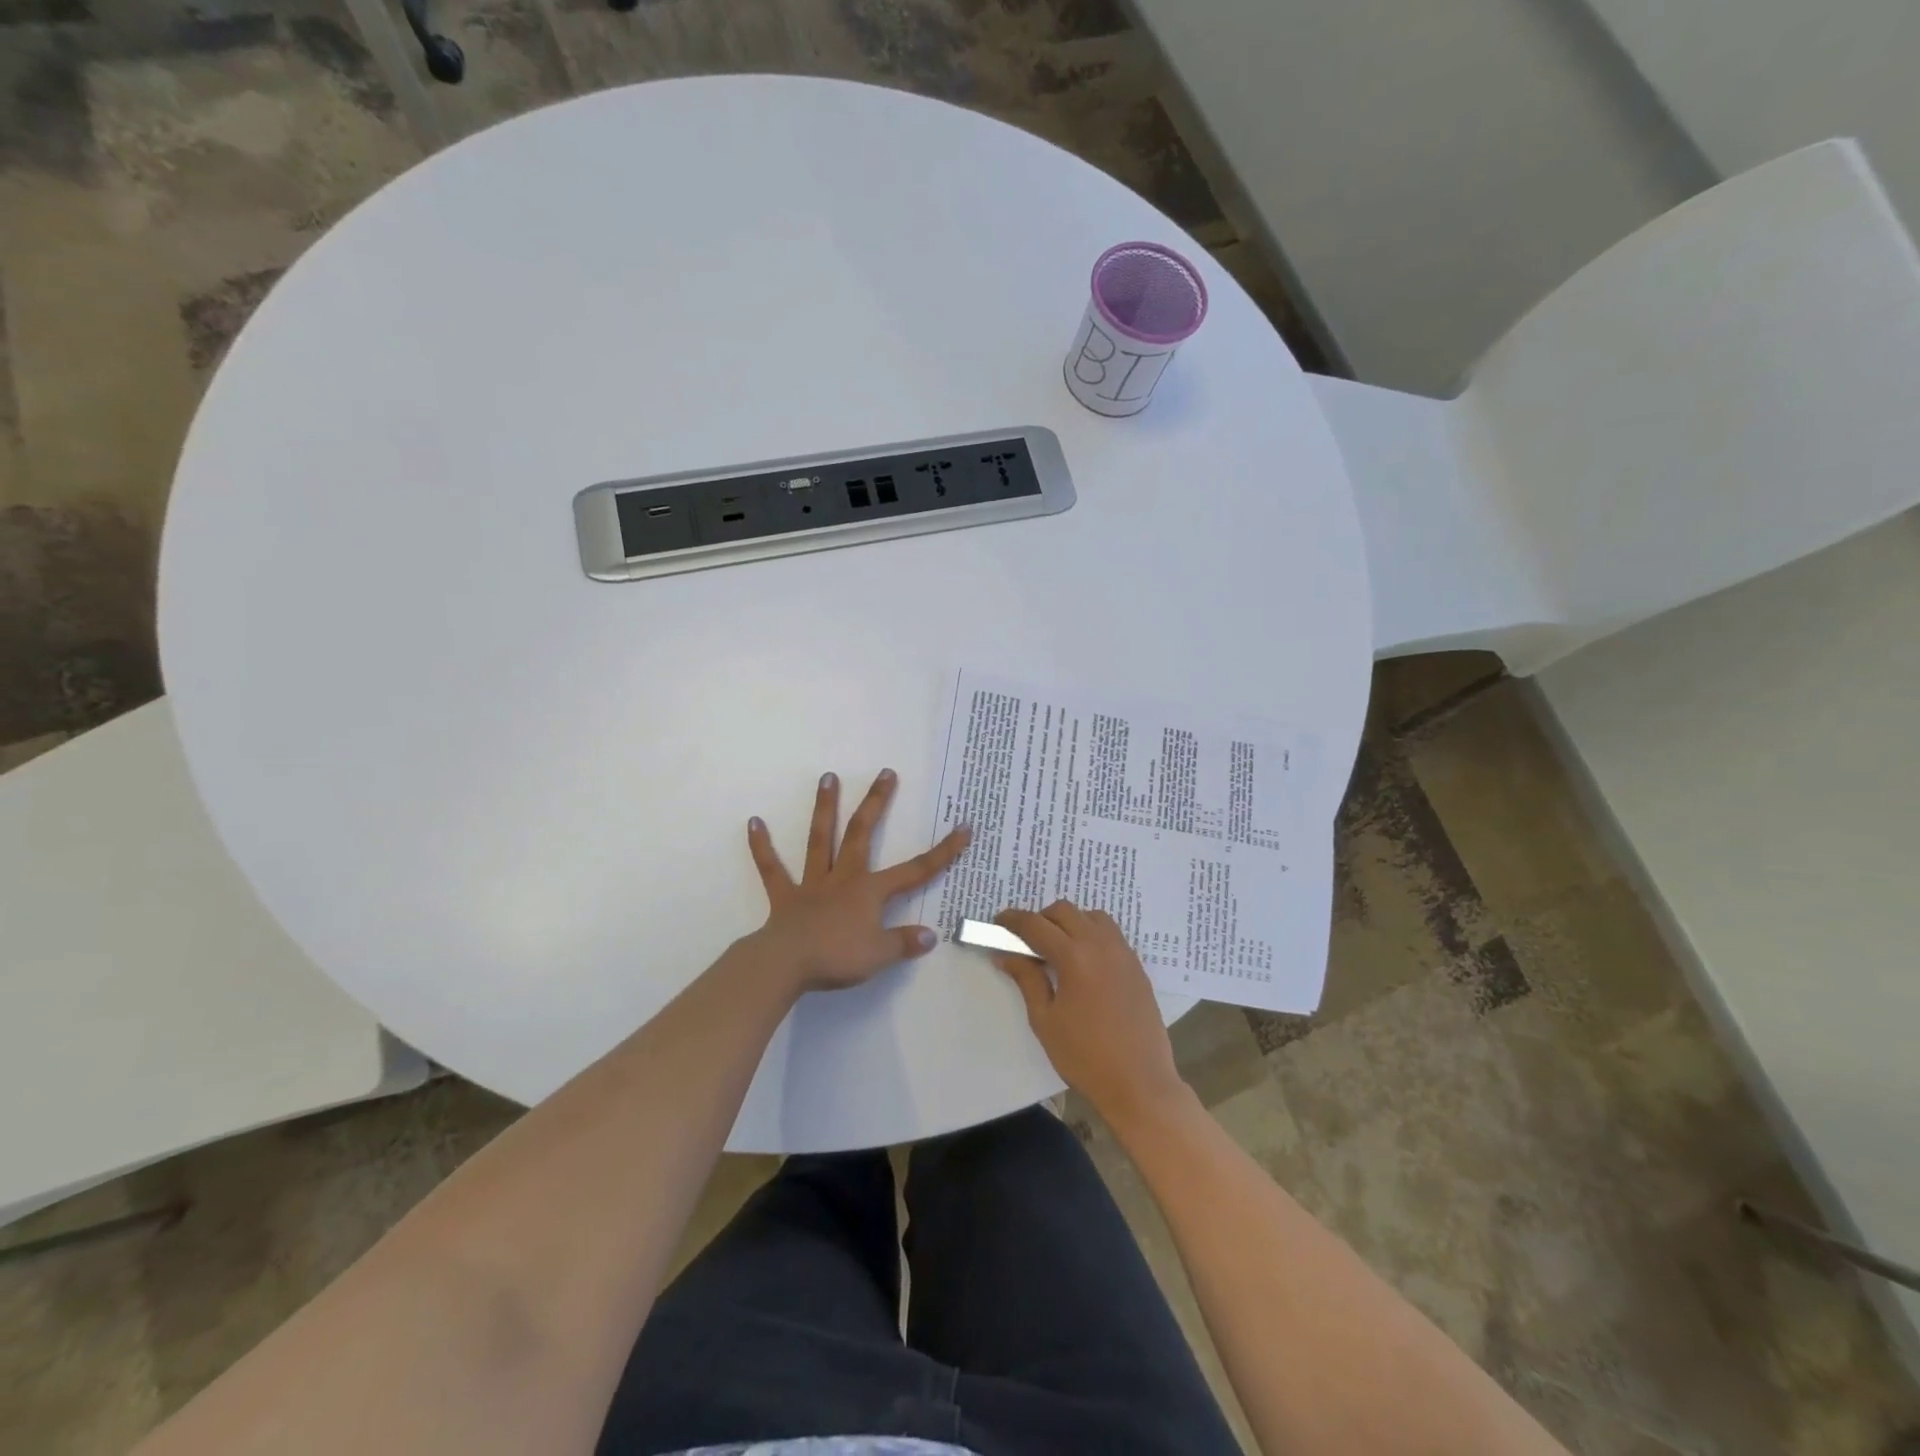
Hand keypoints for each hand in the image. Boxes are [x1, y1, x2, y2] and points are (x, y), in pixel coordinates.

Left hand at [746, 770, 969, 993]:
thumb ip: (905, 943)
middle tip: (885, 773)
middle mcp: (844, 877)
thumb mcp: (880, 955)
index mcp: (870, 891)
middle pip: (862, 833)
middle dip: (876, 803)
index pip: (916, 870)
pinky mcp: (785, 897)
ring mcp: (812, 884)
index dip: (943, 851)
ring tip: (827, 777)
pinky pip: (772, 869)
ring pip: (820, 839)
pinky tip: (753, 822)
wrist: (786, 964)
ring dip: (824, 808)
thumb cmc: (837, 957)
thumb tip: (931, 935)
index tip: (963, 828)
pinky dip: (762, 847)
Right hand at [994, 901, 1188, 1127]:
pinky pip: (1110, 933)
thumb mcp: (1045, 1019)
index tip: (998, 922)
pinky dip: (1091, 933)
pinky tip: (1083, 960)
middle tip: (1025, 941)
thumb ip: (1026, 979)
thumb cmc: (1085, 1056)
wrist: (1140, 1083)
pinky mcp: (1136, 965)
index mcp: (1075, 957)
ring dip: (1069, 922)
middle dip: (1040, 919)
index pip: (1036, 925)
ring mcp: (1123, 953)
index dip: (1013, 920)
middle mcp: (1101, 945)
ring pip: (1091, 916)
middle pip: (1064, 911)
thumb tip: (1006, 953)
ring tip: (1056, 948)